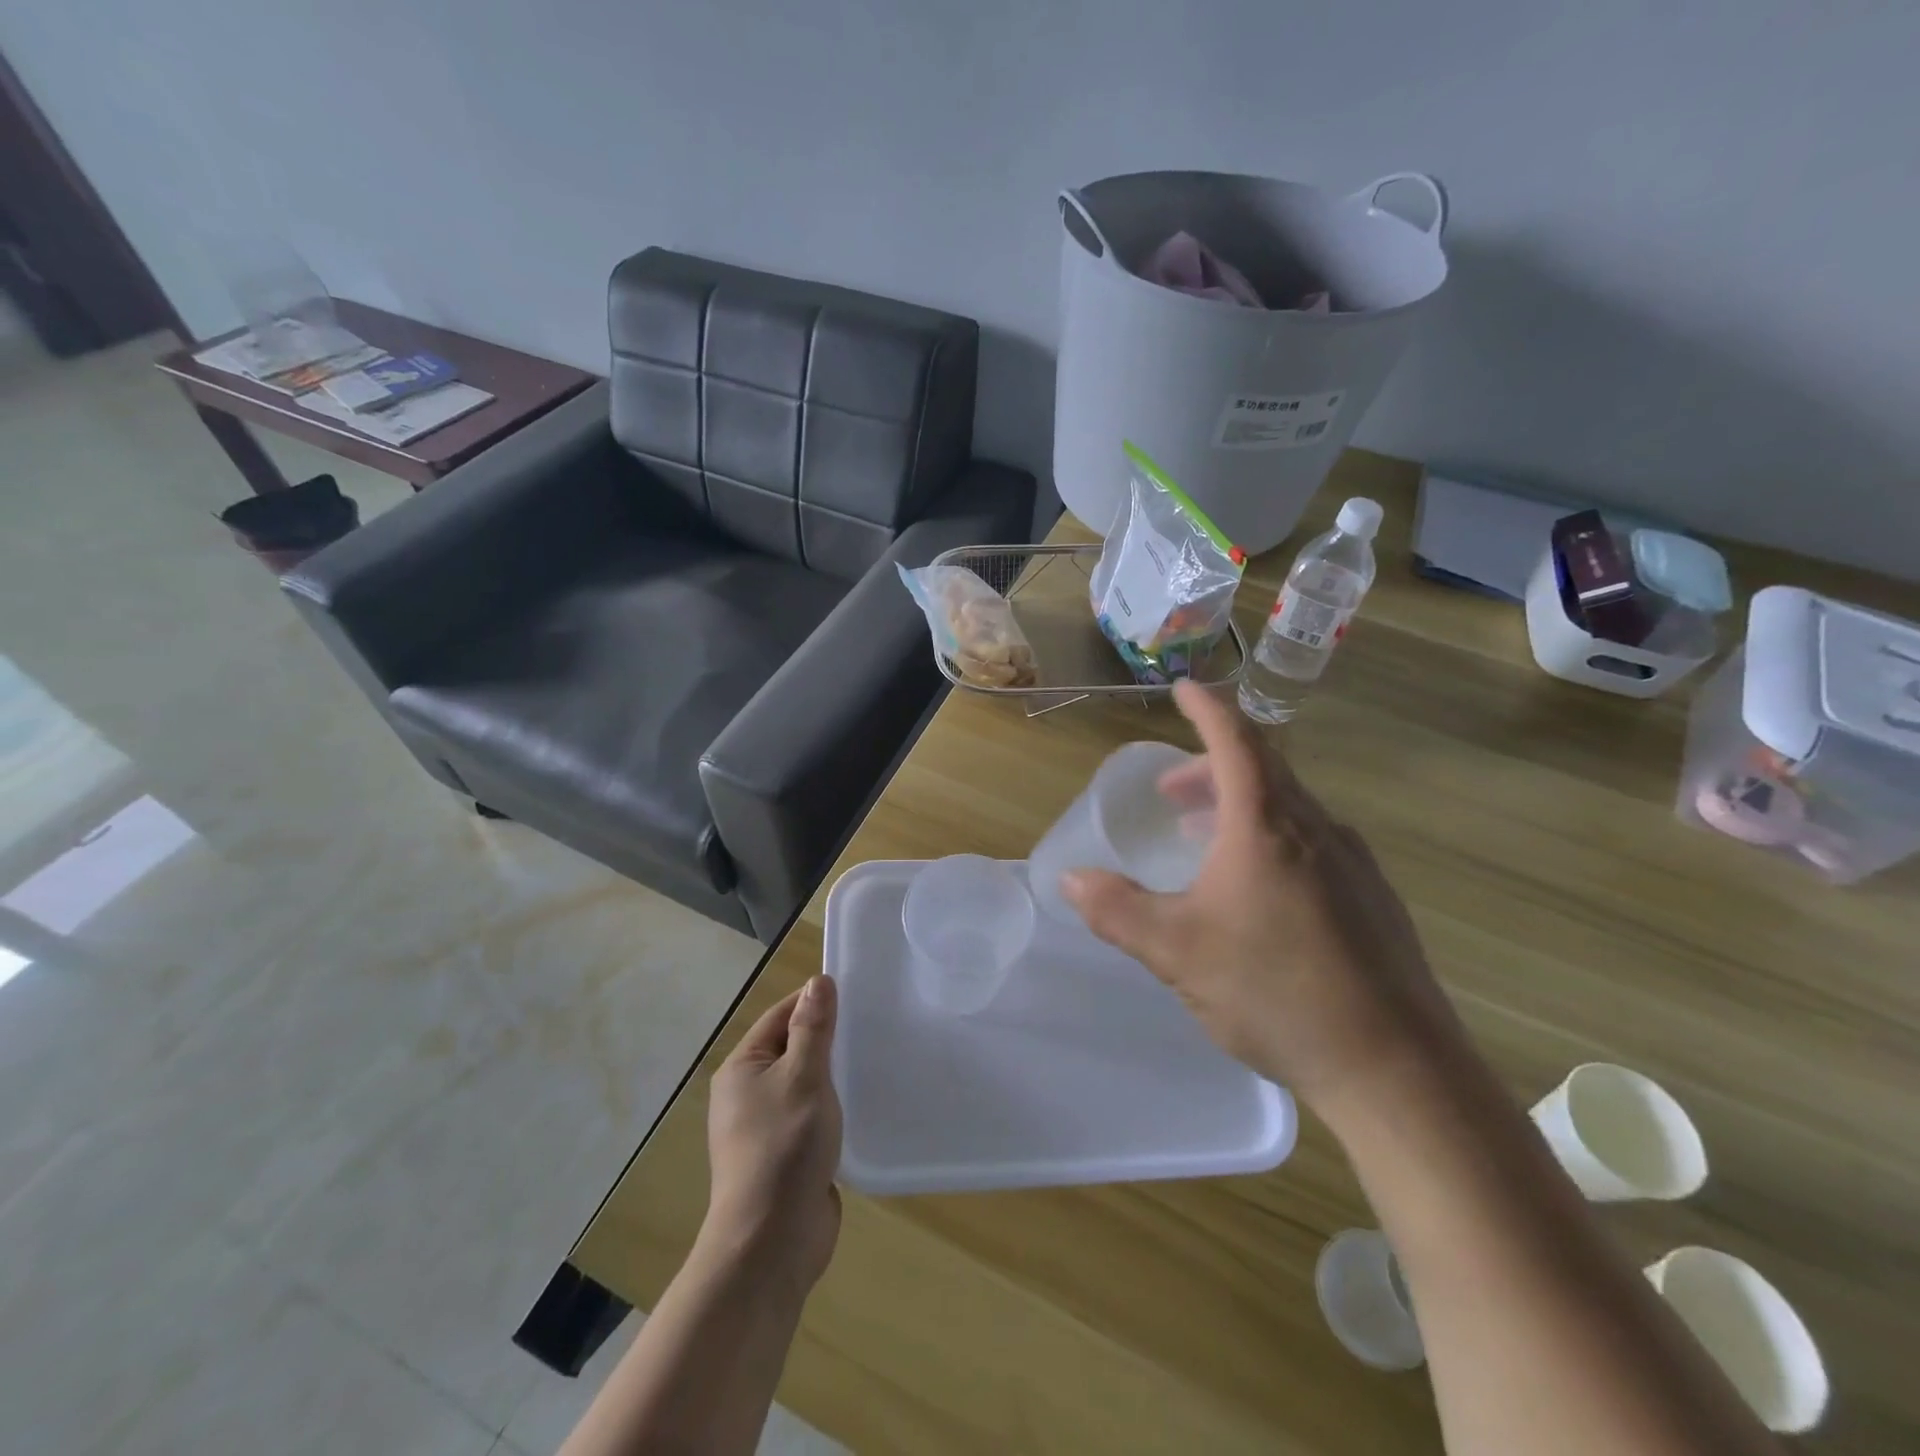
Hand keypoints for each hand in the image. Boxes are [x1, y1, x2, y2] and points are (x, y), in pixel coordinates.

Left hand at [703, 976, 842, 1292]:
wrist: (771, 1243)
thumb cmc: (784, 1147)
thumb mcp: (803, 1077)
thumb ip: (813, 1028)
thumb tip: (817, 982)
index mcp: (742, 1069)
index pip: (780, 1017)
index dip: (813, 1002)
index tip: (854, 994)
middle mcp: (748, 1094)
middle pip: (792, 1049)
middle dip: (828, 1039)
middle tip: (872, 1025)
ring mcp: (766, 1128)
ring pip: (805, 1084)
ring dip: (834, 1075)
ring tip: (874, 1060)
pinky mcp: (786, 1156)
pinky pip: (812, 1116)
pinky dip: (834, 1107)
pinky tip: (863, 1104)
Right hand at [1060, 682, 1463, 1111]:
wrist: (1396, 1070)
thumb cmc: (1277, 992)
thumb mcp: (1177, 951)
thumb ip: (1118, 910)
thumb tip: (1071, 880)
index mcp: (1267, 826)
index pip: (1236, 741)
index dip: (1207, 708)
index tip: (1184, 687)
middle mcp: (1316, 829)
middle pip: (1261, 771)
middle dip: (1209, 768)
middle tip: (1170, 791)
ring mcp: (1353, 863)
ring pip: (1288, 808)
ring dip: (1239, 806)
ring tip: (1202, 836)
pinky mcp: (1372, 899)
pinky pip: (1312, 842)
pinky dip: (1271, 838)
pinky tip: (1256, 889)